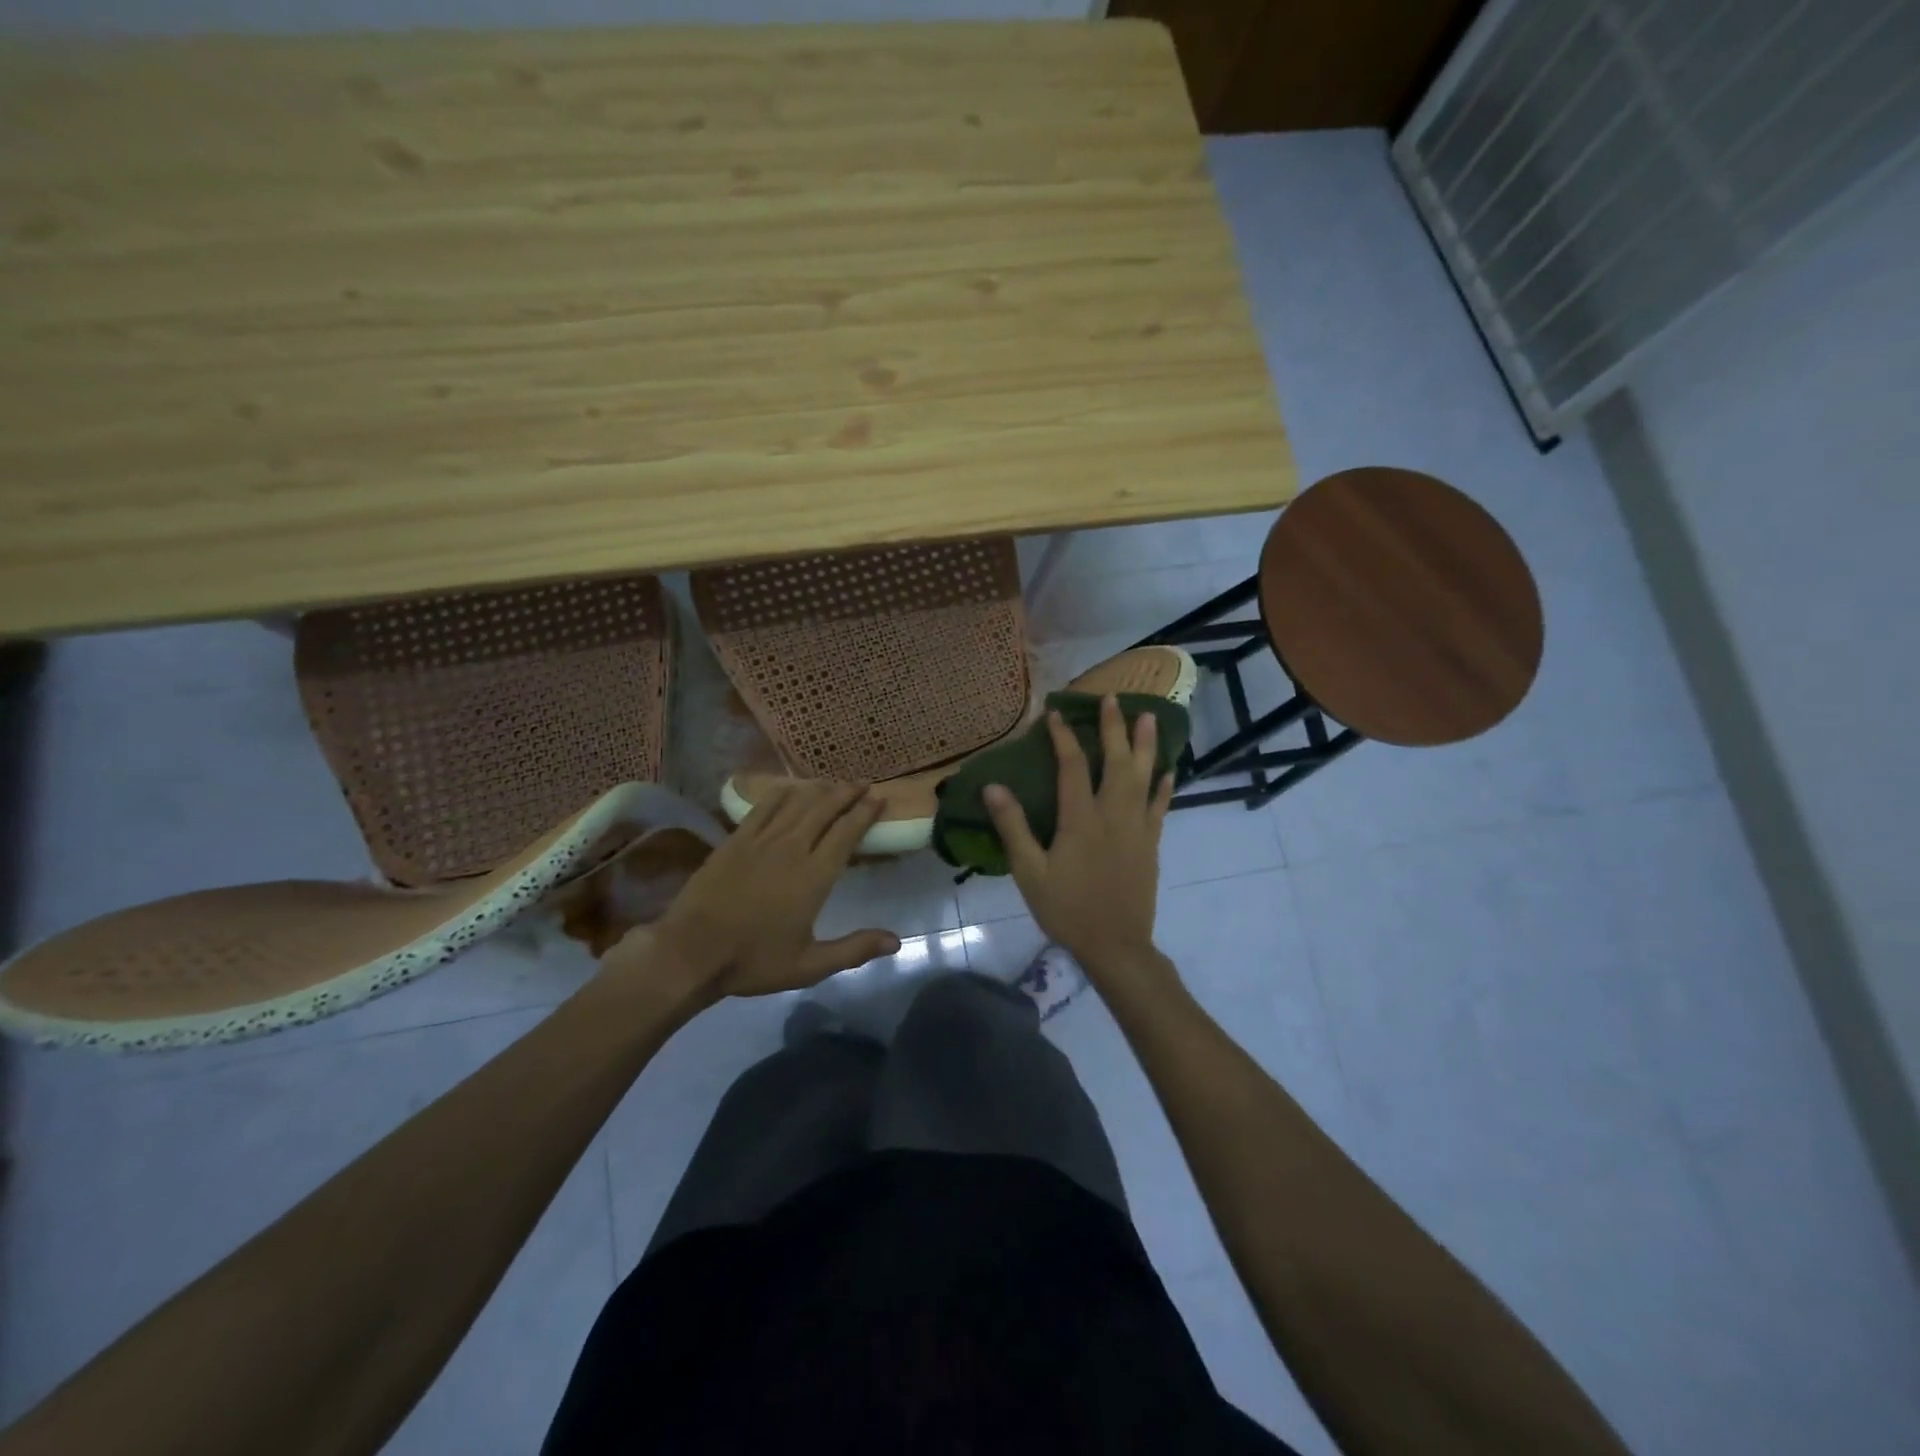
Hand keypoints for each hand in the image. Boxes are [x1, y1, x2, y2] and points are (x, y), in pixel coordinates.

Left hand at [605, 782, 899, 1001]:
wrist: (692, 953)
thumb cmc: (754, 961)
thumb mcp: (809, 966)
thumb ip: (854, 949)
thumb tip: (897, 942)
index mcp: (815, 876)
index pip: (847, 832)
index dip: (866, 812)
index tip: (880, 798)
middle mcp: (793, 848)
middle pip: (825, 809)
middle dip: (847, 793)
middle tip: (862, 783)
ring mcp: (761, 840)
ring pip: (798, 802)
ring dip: (819, 789)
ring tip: (834, 782)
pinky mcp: (736, 839)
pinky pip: (764, 806)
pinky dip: (782, 792)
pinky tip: (791, 788)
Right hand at [984, 695, 1169, 970]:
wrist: (1115, 945)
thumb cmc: (1067, 909)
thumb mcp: (1030, 872)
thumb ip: (1013, 828)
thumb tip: (993, 787)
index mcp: (1081, 819)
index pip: (1072, 766)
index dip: (1063, 736)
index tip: (1055, 713)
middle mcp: (1114, 814)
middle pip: (1117, 762)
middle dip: (1114, 728)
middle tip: (1113, 698)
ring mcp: (1137, 828)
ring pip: (1144, 777)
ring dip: (1147, 745)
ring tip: (1149, 717)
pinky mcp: (1151, 843)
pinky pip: (1160, 807)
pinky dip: (1164, 786)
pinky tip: (1168, 771)